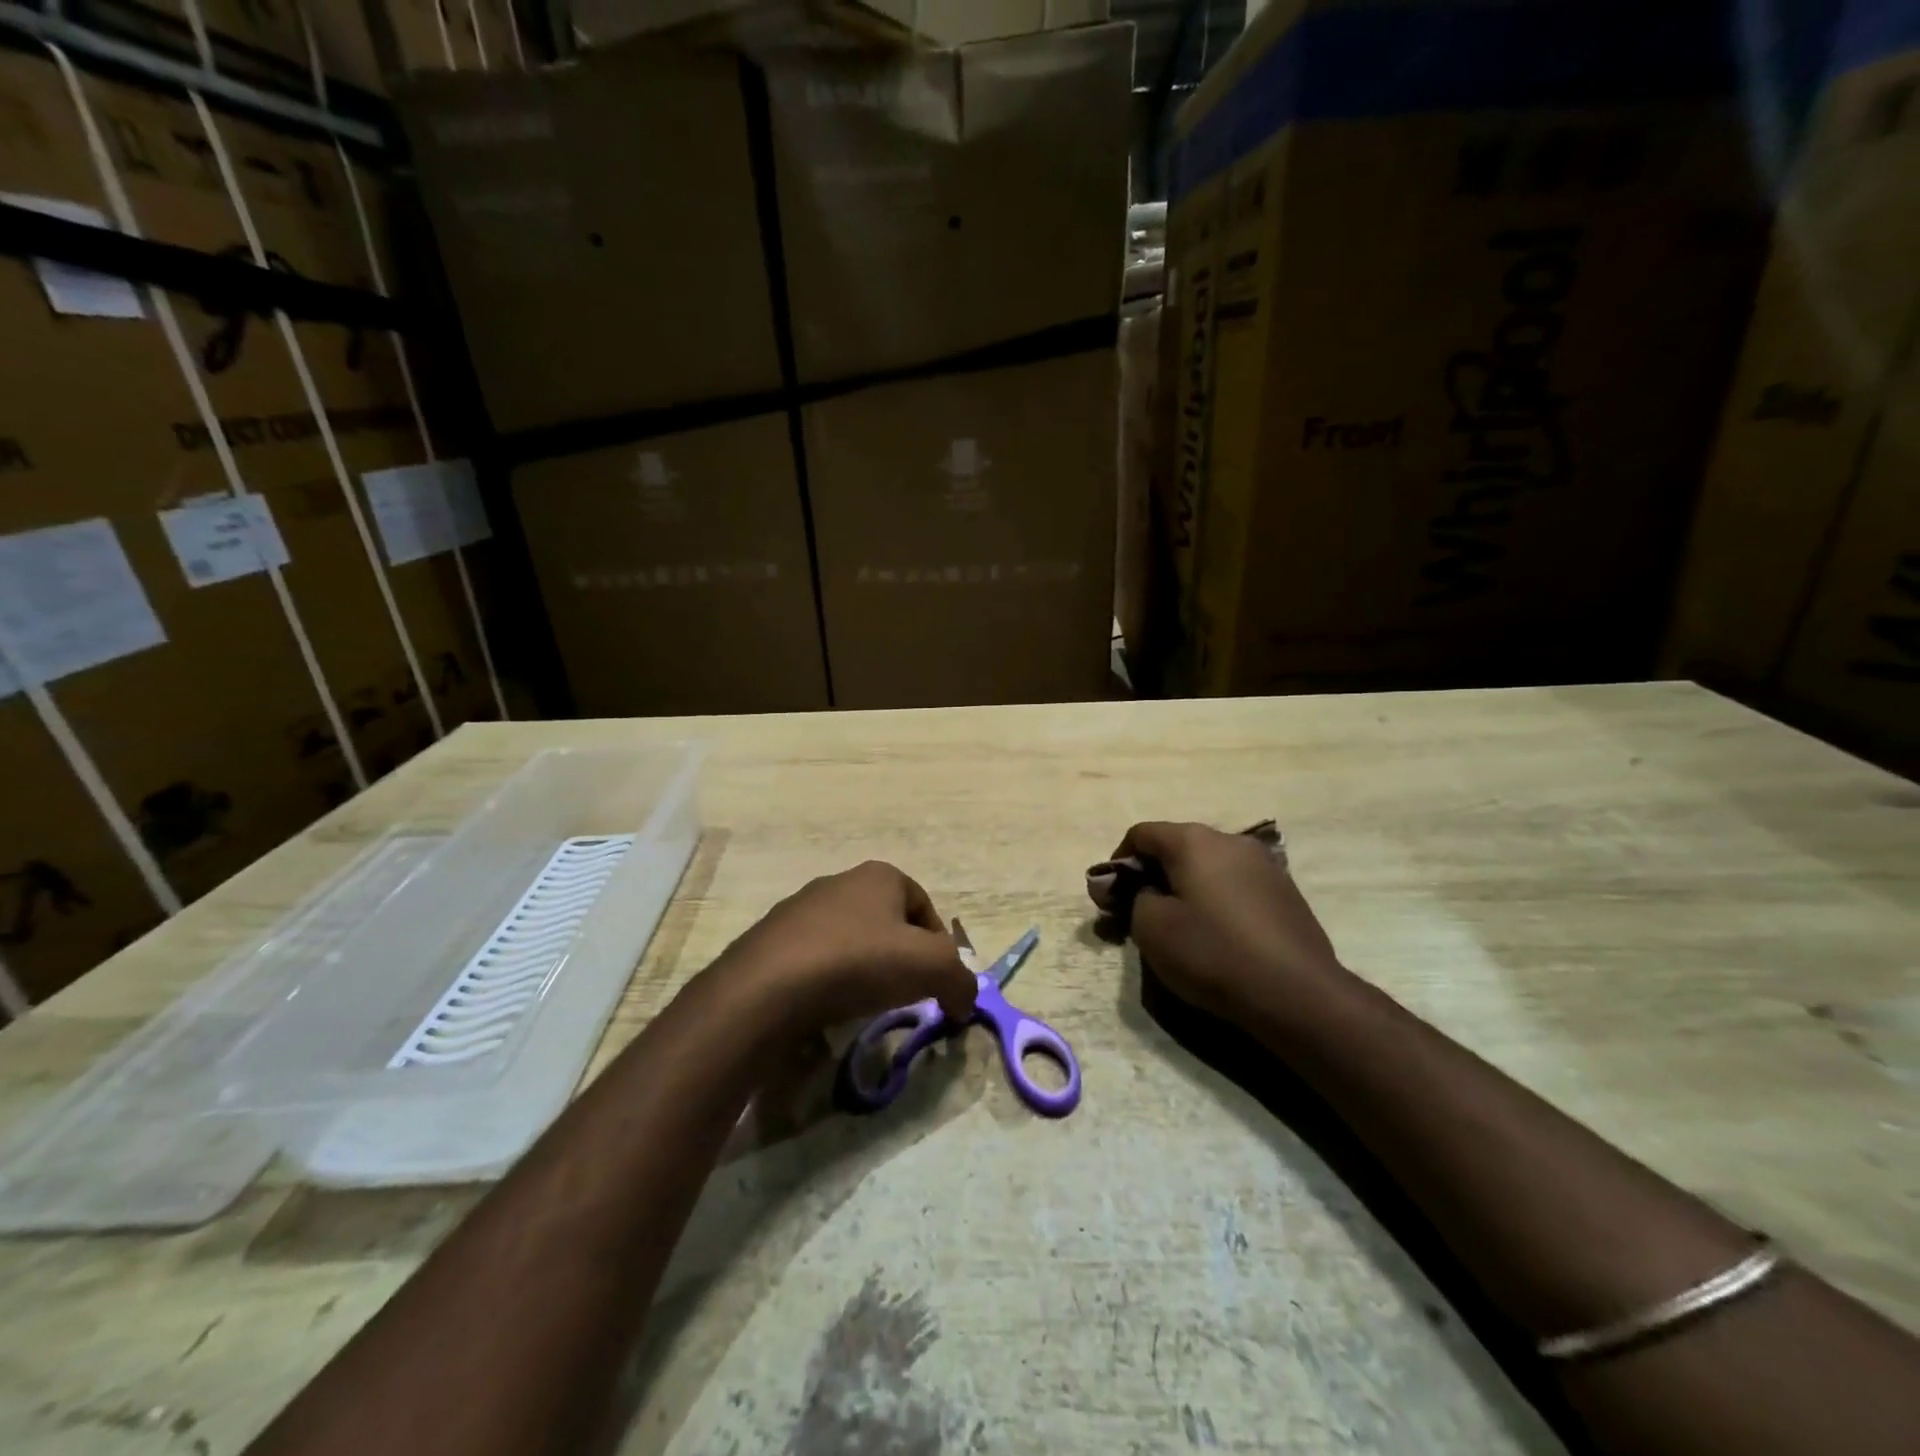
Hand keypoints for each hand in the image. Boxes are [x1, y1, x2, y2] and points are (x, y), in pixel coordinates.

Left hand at [722, 861, 975, 1034]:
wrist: (767, 987)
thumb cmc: (859, 962)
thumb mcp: (931, 967)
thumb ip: (960, 979)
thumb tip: (965, 999)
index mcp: (880, 876)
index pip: (924, 906)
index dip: (938, 946)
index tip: (936, 983)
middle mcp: (840, 882)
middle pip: (886, 922)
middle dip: (900, 957)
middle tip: (904, 994)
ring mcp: (800, 909)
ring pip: (849, 940)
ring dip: (862, 969)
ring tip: (863, 1004)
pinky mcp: (770, 940)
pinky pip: (814, 959)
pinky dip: (827, 981)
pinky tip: (825, 1007)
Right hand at [1110, 822, 1349, 1020]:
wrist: (1297, 993)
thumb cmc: (1213, 953)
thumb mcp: (1152, 928)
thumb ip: (1136, 898)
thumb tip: (1149, 891)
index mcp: (1194, 841)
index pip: (1141, 834)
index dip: (1118, 862)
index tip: (1111, 897)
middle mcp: (1230, 840)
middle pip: (1177, 847)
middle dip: (1152, 875)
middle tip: (1138, 913)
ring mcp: (1264, 864)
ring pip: (1208, 866)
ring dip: (1185, 887)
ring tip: (1179, 925)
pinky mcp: (1285, 892)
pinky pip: (1235, 885)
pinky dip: (1215, 900)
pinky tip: (1217, 935)